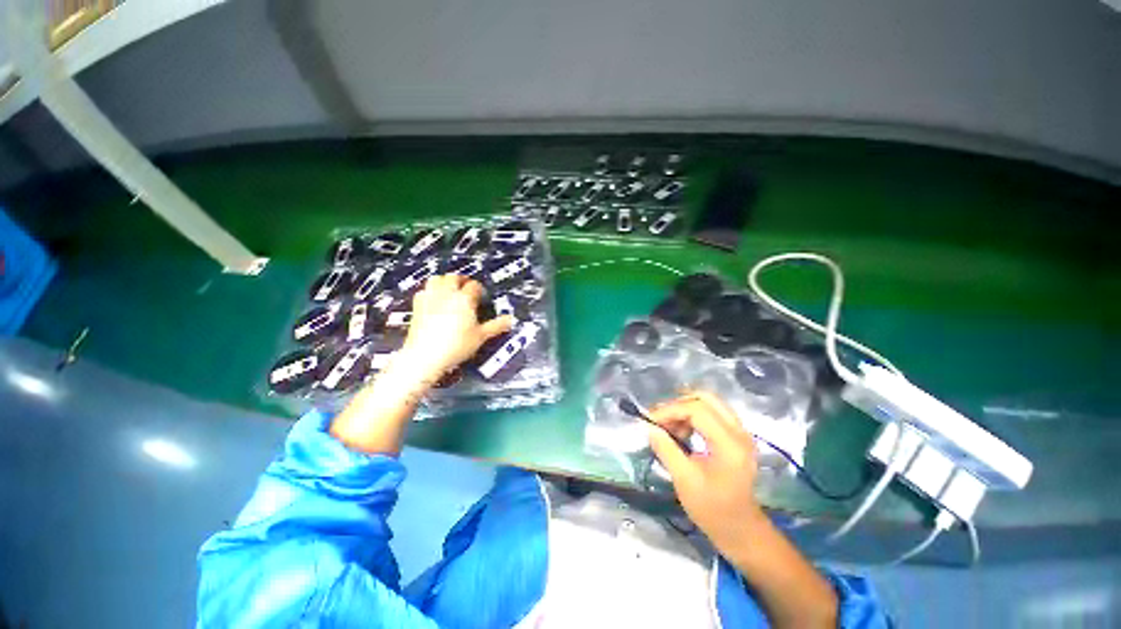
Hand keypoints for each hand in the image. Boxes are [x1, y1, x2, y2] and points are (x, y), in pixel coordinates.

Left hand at [399, 274, 514, 380]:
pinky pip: (423, 291)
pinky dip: (430, 291)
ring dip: (444, 281)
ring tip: (450, 290)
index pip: (474, 286)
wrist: (425, 356)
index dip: (480, 290)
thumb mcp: (481, 337)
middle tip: (467, 289)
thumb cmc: (456, 346)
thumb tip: (509, 320)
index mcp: (464, 298)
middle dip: (462, 280)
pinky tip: (434, 301)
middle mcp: (446, 294)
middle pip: (454, 277)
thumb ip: (496, 326)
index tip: (482, 297)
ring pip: (436, 279)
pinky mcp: (417, 306)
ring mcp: (430, 298)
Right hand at [647, 391, 763, 551]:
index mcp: (729, 443)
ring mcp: (740, 432)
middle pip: (705, 398)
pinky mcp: (737, 437)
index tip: (650, 420)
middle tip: (660, 419)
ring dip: (685, 409)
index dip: (670, 410)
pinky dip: (694, 416)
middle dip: (678, 404)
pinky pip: (713, 413)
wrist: (741, 531)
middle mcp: (739, 431)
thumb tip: (648, 427)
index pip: (696, 409)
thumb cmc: (713, 509)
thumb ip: (666, 449)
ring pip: (709, 403)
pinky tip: (682, 431)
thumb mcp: (684, 480)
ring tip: (669, 427)